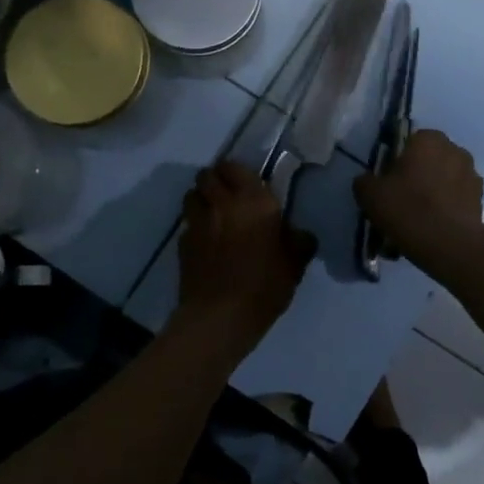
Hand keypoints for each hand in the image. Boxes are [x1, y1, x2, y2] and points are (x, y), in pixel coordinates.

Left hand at [177, 161, 315, 351]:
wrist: (221, 315)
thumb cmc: (264, 285)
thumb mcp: (294, 264)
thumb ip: (299, 242)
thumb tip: (301, 234)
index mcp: (254, 201)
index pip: (235, 167)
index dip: (236, 172)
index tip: (245, 183)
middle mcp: (223, 203)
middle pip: (207, 175)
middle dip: (215, 180)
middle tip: (227, 195)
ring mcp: (198, 222)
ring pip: (192, 195)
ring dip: (201, 198)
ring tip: (212, 213)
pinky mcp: (183, 243)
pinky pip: (187, 224)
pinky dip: (194, 226)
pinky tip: (205, 242)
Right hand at [353, 129, 482, 260]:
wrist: (447, 243)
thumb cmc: (406, 208)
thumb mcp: (370, 194)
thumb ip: (365, 181)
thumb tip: (367, 181)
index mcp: (428, 139)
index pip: (410, 141)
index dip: (398, 161)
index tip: (390, 181)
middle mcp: (455, 149)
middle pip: (431, 159)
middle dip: (420, 173)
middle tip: (404, 198)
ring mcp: (472, 174)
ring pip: (447, 178)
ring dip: (437, 190)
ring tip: (421, 216)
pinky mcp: (481, 199)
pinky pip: (458, 198)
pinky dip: (449, 207)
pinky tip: (436, 226)